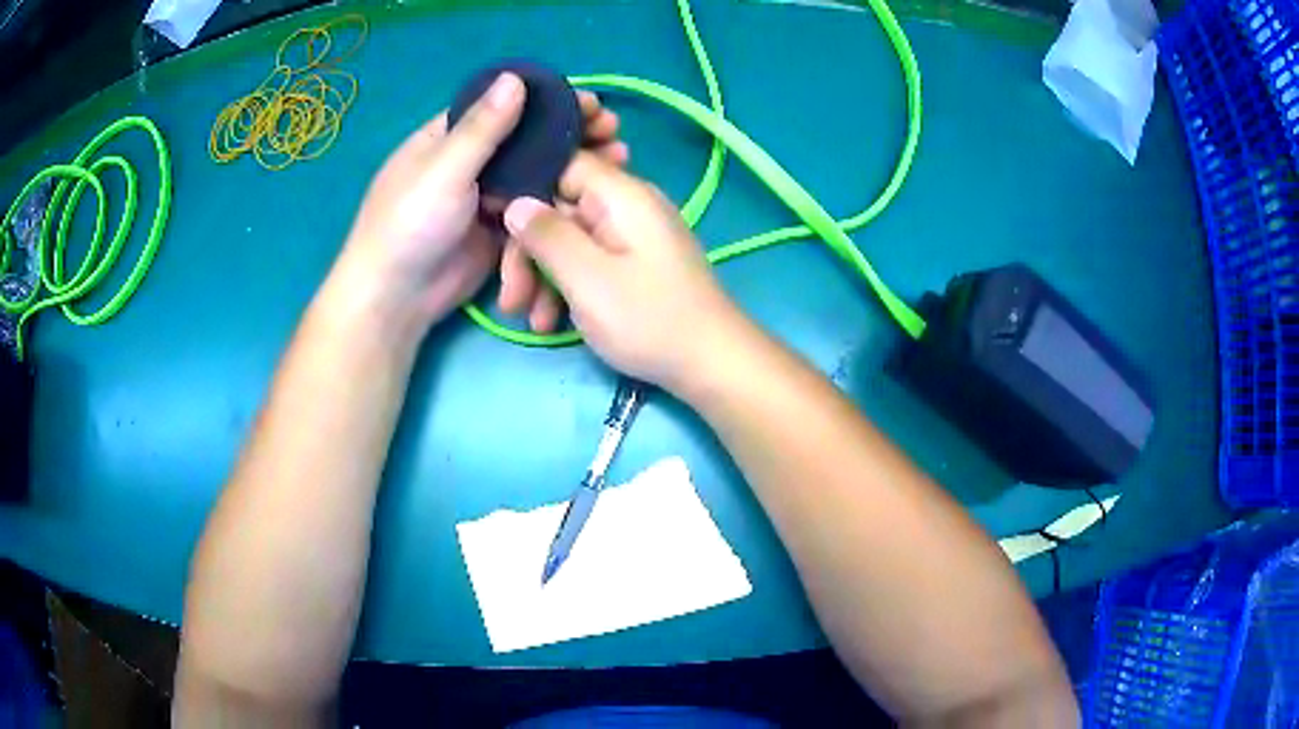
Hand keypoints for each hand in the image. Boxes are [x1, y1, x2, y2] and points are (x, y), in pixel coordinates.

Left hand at [341, 75, 628, 328]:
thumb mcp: (443, 170)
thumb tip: (515, 78)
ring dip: (574, 166)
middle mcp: (472, 161)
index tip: (591, 102)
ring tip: (618, 160)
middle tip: (613, 132)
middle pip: (528, 140)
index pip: (505, 107)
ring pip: (537, 174)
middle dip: (570, 135)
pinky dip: (562, 201)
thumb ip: (481, 128)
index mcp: (450, 136)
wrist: (397, 299)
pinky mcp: (500, 229)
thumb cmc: (409, 225)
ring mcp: (487, 196)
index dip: (548, 101)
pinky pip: (535, 210)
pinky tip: (592, 196)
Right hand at [502, 153, 742, 391]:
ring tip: (532, 322)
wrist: (711, 363)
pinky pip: (590, 261)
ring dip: (544, 278)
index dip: (523, 191)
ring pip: (570, 241)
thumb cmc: (649, 319)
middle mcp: (627, 206)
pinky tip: (553, 323)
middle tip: (510, 300)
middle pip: (560, 209)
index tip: (494, 227)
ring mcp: (632, 236)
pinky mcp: (634, 264)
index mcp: (621, 195)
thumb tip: (515, 201)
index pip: (561, 165)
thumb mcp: (588, 278)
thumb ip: (548, 236)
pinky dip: (568, 288)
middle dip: (529, 253)